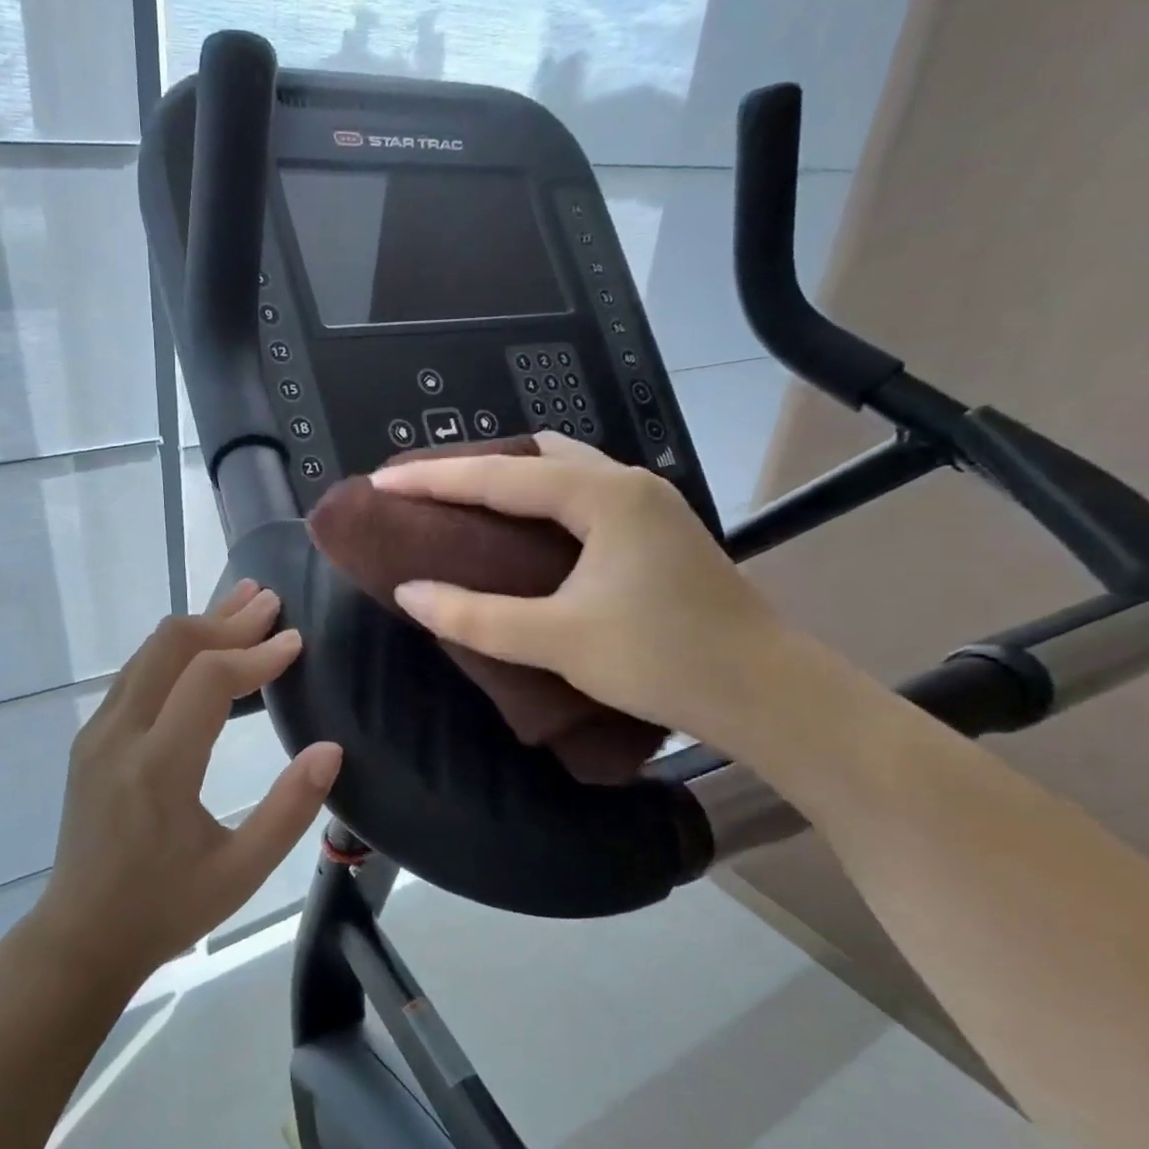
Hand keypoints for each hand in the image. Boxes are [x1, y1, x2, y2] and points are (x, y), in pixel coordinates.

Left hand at [29, 582, 342, 982]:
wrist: (80, 937)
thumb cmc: (166, 908)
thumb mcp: (241, 871)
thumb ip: (290, 809)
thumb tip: (330, 749)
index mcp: (158, 767)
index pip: (208, 679)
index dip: (256, 654)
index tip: (296, 642)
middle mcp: (120, 735)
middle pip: (171, 645)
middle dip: (225, 618)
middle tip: (271, 602)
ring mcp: (98, 732)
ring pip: (149, 652)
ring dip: (199, 625)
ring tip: (242, 606)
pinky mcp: (91, 738)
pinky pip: (136, 673)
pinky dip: (175, 650)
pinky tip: (203, 649)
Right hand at [370, 431, 790, 738]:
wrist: (767, 694)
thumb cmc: (662, 659)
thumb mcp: (558, 640)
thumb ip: (476, 616)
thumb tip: (409, 592)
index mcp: (604, 496)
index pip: (500, 476)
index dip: (434, 479)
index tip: (381, 483)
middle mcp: (627, 485)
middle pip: (534, 455)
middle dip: (473, 466)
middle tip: (422, 490)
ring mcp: (648, 506)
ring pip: (562, 471)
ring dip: (508, 480)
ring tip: (460, 504)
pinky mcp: (655, 533)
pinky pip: (580, 496)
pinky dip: (537, 502)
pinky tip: (518, 530)